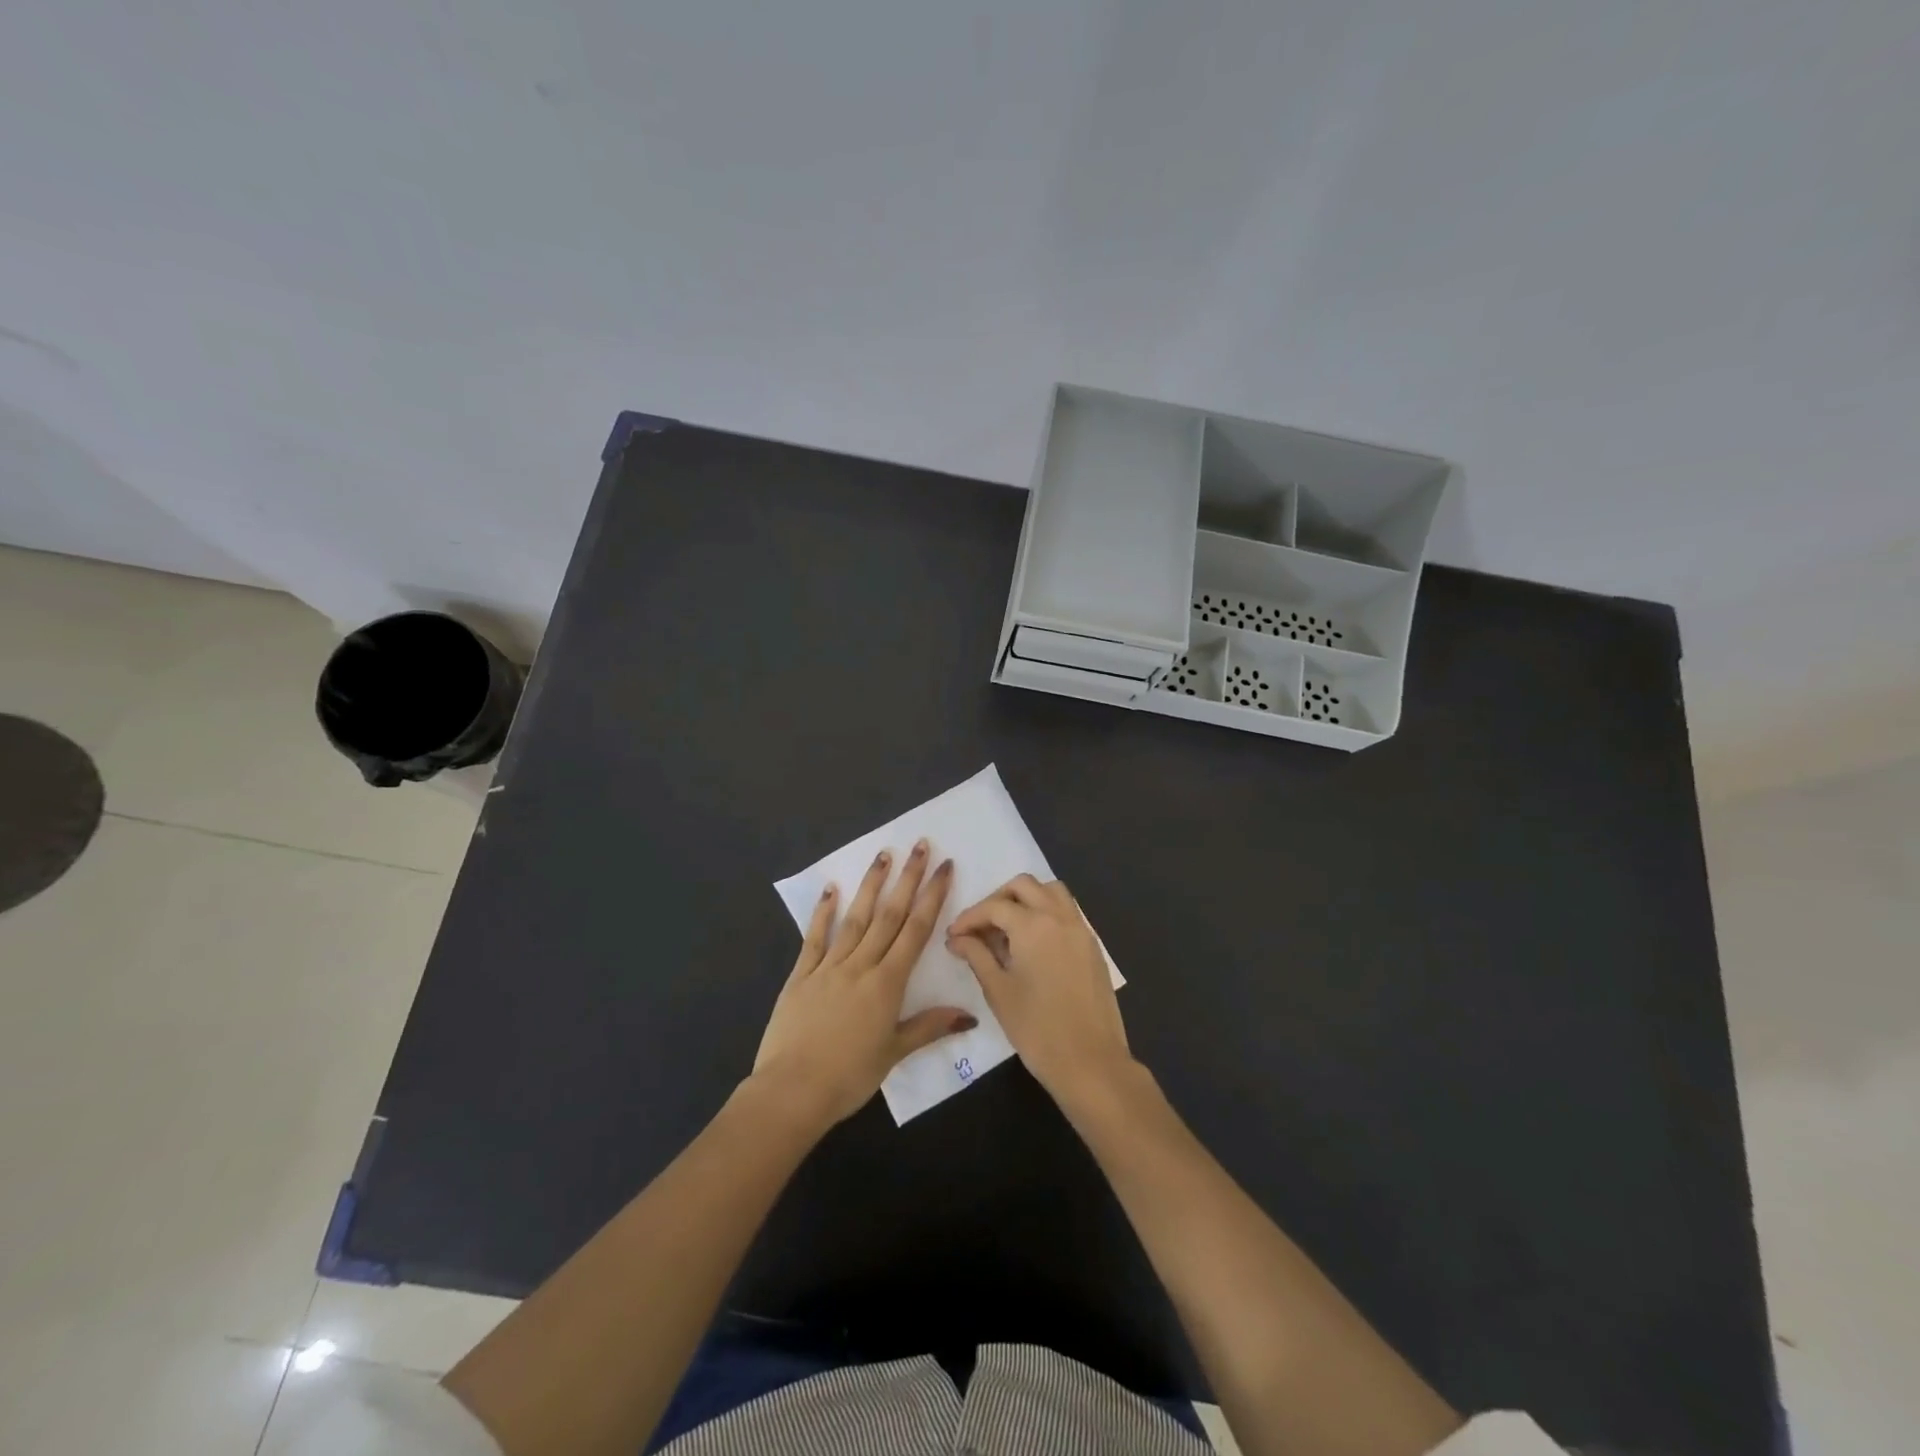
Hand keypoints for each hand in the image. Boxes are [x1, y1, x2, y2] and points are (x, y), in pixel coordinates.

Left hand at [753, 841, 974, 1126]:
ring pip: (855, 918)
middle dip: (907, 879)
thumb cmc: (849, 1077)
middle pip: (889, 915)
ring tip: (884, 854)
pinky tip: (830, 888)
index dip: (932, 897)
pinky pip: (814, 938)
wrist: (792, 1090)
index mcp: (887, 983)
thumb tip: (969, 1015)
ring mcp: (828, 967)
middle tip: (921, 846)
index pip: (916, 931)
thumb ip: (929, 1027)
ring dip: (871, 885)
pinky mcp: (801, 975)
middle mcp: (860, 966)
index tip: (944, 868)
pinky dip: (823, 912)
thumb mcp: (894, 1053)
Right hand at [945, 874, 1135, 1111]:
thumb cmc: (1037, 1029)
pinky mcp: (1092, 946)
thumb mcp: (998, 991)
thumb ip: (977, 956)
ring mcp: (1080, 929)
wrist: (1091, 1061)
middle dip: (998, 899)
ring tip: (1008, 928)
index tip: (953, 936)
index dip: (969, 918)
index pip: (994, 907)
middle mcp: (1059, 917)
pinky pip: (1067, 912)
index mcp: (1033, 925)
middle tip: (981, 927)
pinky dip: (1047, 913)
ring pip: (1052, 891)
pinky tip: (1033, 943)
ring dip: (1027, 899)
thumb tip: (957, 939)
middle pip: (1024, 886)